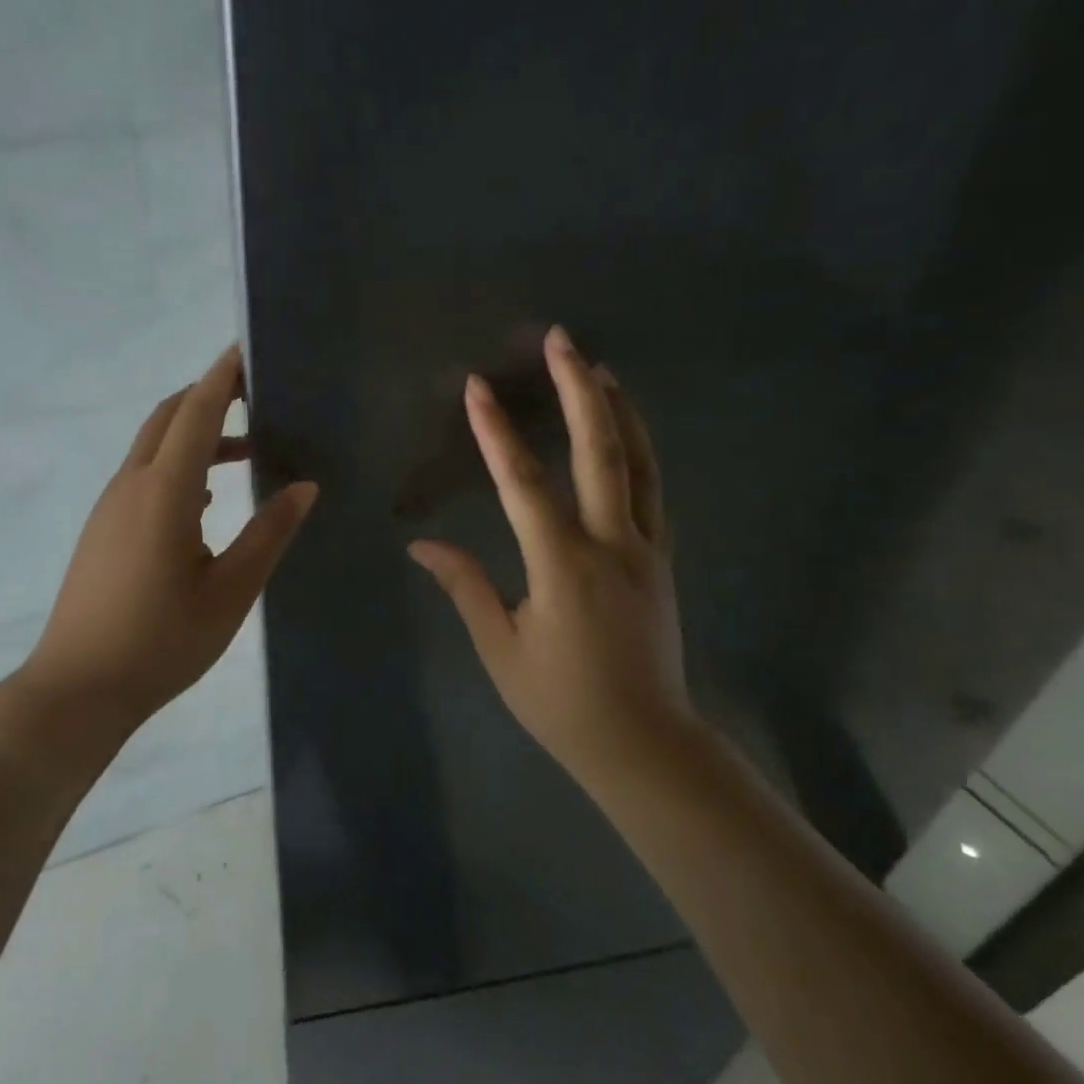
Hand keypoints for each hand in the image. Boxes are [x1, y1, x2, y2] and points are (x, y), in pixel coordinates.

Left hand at [19, 345, 318, 740]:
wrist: (77, 688)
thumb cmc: (161, 643)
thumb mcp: (229, 592)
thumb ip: (268, 535)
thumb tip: (304, 488)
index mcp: (164, 492)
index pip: (197, 414)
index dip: (223, 377)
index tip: (248, 350)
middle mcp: (131, 486)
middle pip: (167, 417)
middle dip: (208, 396)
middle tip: (256, 395)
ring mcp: (110, 506)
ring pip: (154, 446)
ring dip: (195, 433)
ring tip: (246, 449)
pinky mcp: (102, 528)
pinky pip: (143, 475)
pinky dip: (178, 464)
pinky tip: (206, 497)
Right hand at [409, 325, 692, 785]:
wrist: (645, 743)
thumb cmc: (562, 702)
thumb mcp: (500, 648)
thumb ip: (465, 586)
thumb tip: (421, 546)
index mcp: (563, 568)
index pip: (523, 485)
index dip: (497, 433)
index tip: (478, 387)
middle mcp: (611, 545)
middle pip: (600, 451)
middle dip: (577, 390)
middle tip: (561, 340)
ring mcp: (646, 548)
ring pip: (638, 462)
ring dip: (617, 409)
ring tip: (599, 367)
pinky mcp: (662, 559)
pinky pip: (652, 489)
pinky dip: (639, 448)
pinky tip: (627, 429)